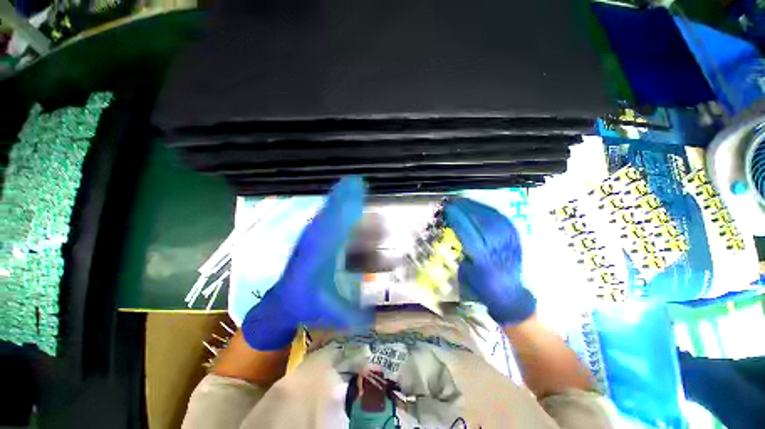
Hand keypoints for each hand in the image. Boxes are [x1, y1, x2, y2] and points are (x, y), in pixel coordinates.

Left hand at [242, 177, 372, 349]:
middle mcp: (314, 243)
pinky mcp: (313, 240)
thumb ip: (351, 315)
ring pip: (326, 215)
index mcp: (316, 258)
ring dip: (338, 201)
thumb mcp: (329, 313)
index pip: (332, 230)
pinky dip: (333, 209)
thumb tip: (374, 317)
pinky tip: (342, 201)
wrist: (282, 303)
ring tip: (353, 187)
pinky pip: (324, 220)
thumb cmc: (306, 306)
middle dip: (342, 198)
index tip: (354, 196)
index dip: (343, 212)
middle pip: (329, 216)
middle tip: (357, 182)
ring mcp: (312, 239)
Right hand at [443, 198, 535, 324]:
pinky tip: (480, 206)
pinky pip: (502, 220)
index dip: (457, 217)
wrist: (511, 297)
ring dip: (476, 206)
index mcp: (482, 259)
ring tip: (464, 201)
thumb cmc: (483, 288)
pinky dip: (489, 210)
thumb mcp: (466, 272)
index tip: (447, 208)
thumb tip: (458, 231)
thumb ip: (463, 250)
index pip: (467, 231)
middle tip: (453, 201)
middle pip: (480, 220)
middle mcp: (497, 248)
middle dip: (465, 207)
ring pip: (492, 217)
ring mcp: (509, 242)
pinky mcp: (516, 240)